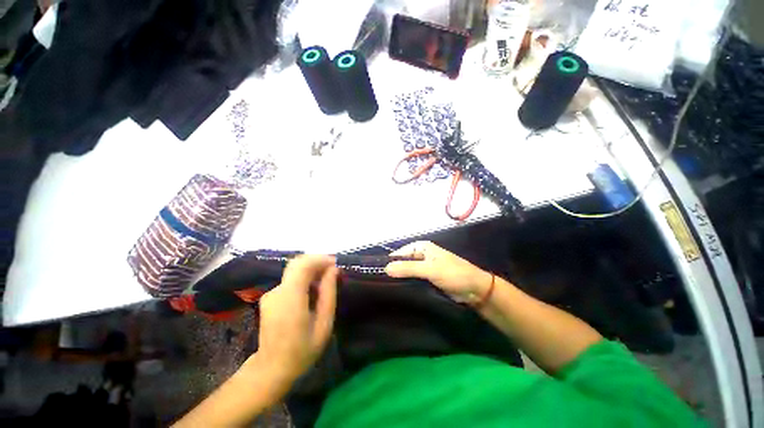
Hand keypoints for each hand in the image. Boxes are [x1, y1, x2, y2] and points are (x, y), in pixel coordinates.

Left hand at [253, 255, 338, 384]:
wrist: (271, 369)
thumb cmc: (302, 350)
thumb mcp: (324, 324)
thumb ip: (328, 293)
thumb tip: (333, 270)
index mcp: (291, 297)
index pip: (303, 264)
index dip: (321, 259)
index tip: (336, 264)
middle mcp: (278, 291)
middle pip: (297, 263)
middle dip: (317, 262)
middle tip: (332, 271)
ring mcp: (271, 293)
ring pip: (294, 270)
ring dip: (312, 270)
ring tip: (326, 281)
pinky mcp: (270, 297)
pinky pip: (290, 280)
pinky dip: (304, 278)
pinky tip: (313, 291)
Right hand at [385, 241, 492, 304]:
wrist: (476, 290)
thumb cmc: (454, 274)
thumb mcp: (431, 269)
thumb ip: (409, 268)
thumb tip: (386, 268)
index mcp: (422, 247)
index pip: (400, 252)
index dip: (390, 261)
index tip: (378, 272)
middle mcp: (422, 255)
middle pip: (403, 262)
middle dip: (394, 271)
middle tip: (380, 283)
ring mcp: (425, 268)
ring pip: (408, 272)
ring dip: (400, 279)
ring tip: (386, 289)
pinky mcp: (428, 280)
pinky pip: (414, 280)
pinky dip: (407, 285)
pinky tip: (399, 293)